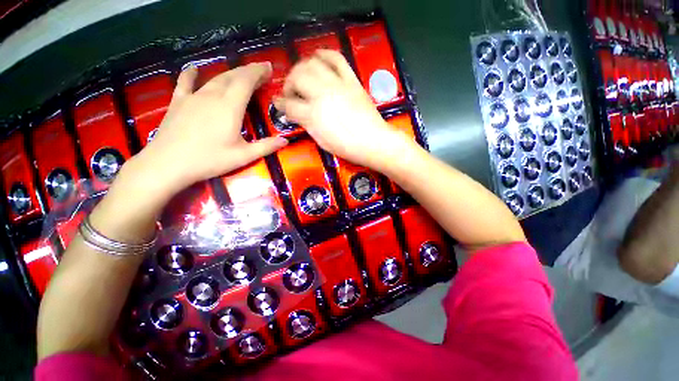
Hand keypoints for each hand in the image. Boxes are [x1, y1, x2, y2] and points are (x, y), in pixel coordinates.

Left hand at [140, 62, 287, 193]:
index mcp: (230, 107)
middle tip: (260, 72)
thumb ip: (266, 146)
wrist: (168, 164)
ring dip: (230, 74)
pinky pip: (185, 83)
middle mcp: (212, 96)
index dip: (258, 72)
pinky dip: (191, 74)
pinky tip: (194, 69)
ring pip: (214, 79)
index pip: (246, 81)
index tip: (268, 68)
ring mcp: (193, 97)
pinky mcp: (178, 102)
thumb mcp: (244, 156)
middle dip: (248, 72)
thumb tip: (285, 141)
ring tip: (240, 74)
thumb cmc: (209, 160)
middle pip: (232, 77)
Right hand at [274, 50, 409, 171]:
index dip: (280, 105)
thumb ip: (307, 124)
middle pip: (297, 78)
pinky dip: (325, 54)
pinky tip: (318, 57)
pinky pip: (337, 58)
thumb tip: (296, 114)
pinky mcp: (351, 80)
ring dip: (302, 67)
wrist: (373, 141)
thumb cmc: (347, 147)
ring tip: (302, 76)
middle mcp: (322, 95)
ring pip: (312, 64)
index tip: (278, 104)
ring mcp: (337, 85)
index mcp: (313, 115)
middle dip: (288, 84)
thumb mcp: (322, 141)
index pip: (289, 105)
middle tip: (290, 92)